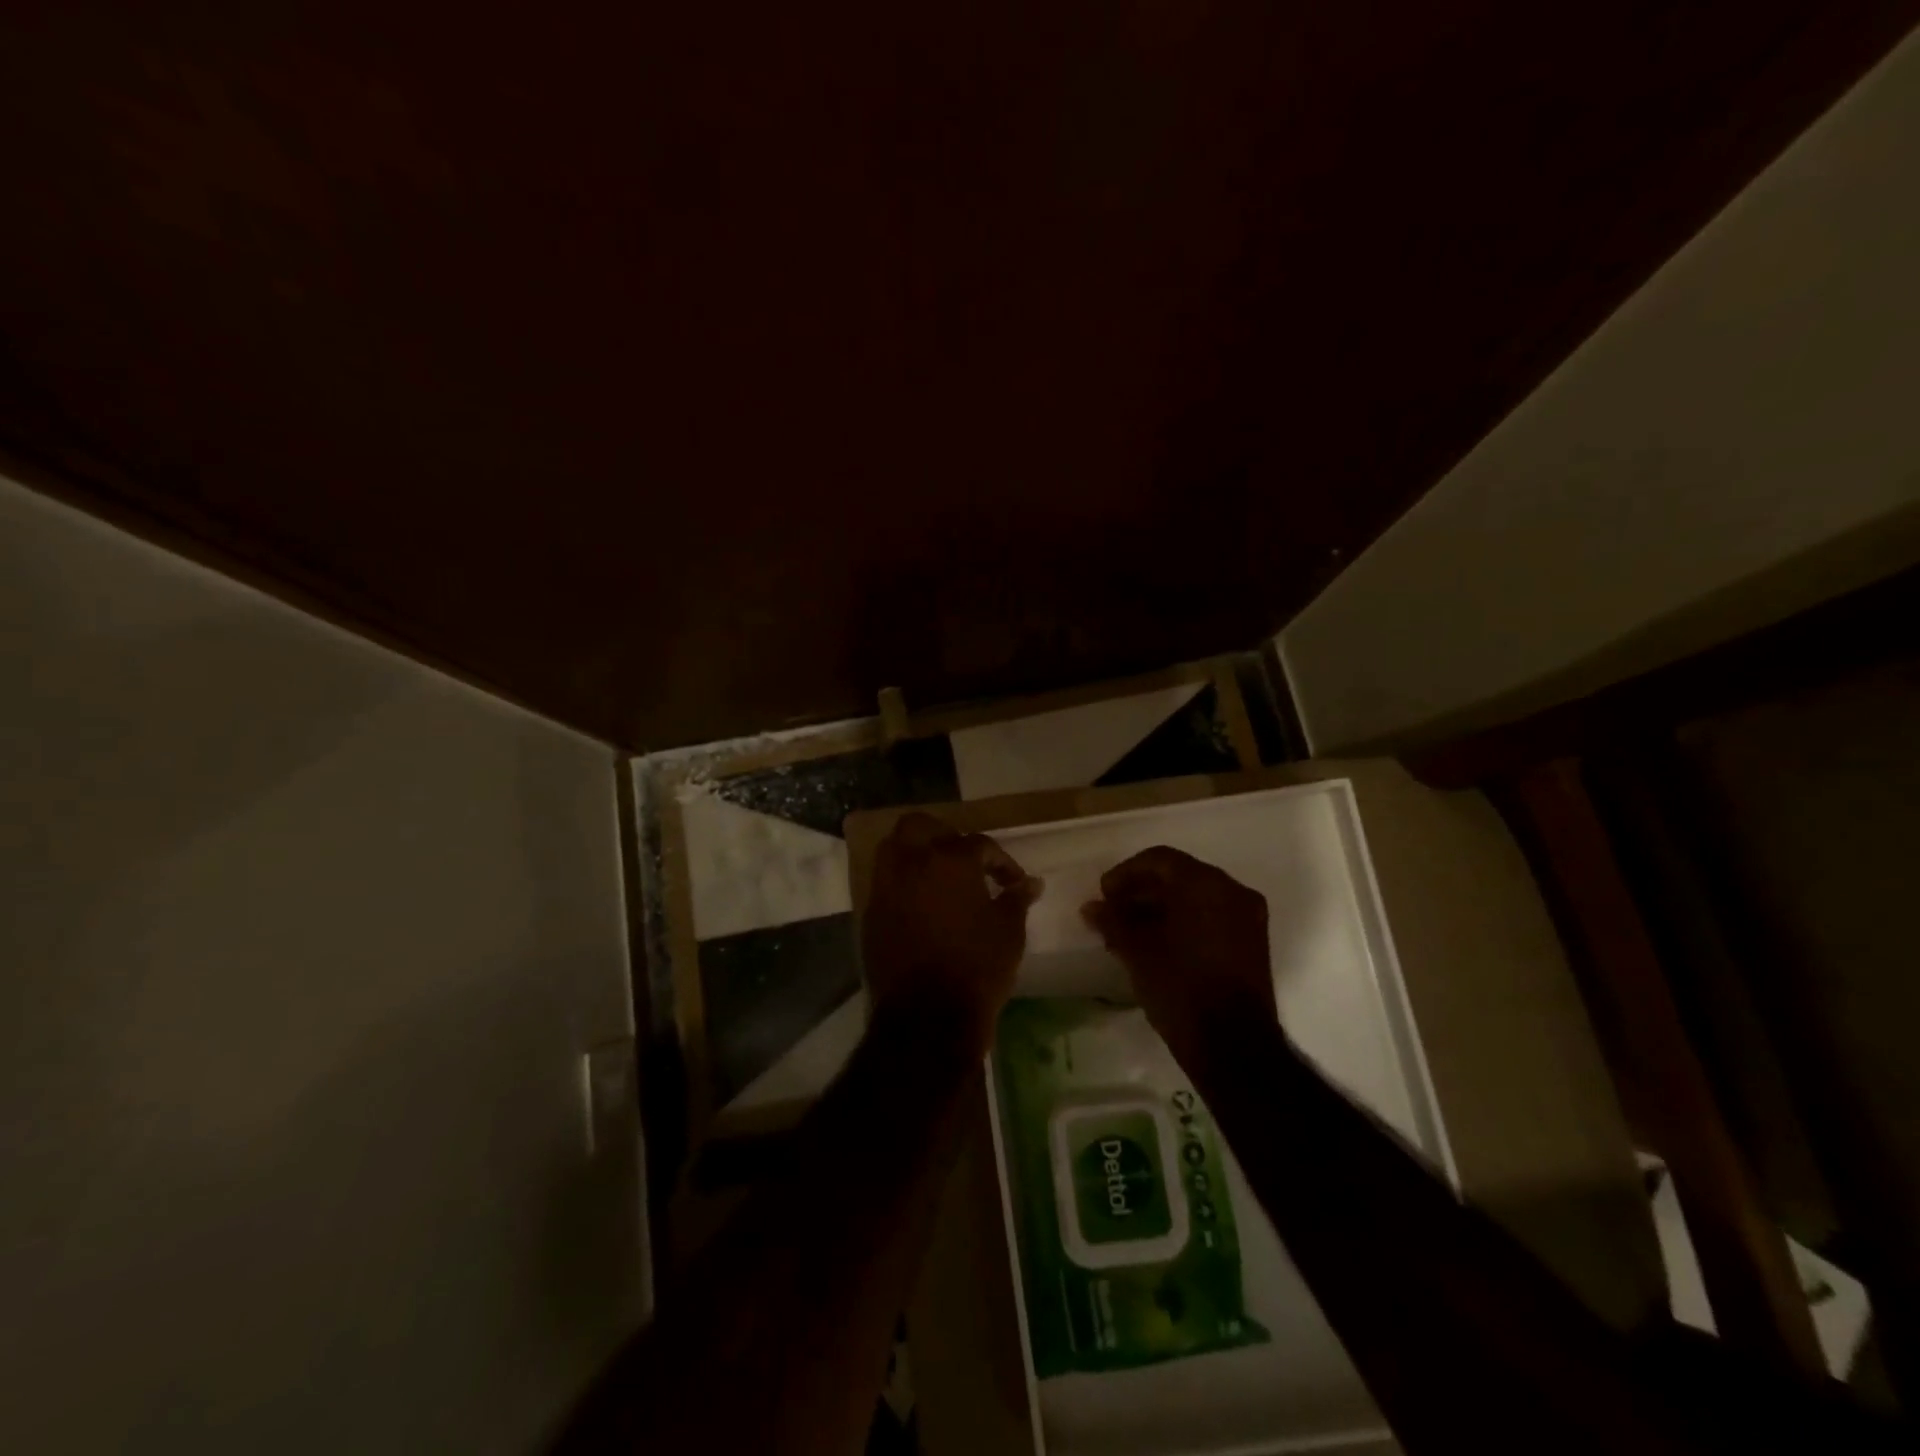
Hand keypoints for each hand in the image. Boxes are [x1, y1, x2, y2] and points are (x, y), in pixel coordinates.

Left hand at [863, 812, 1041, 1056]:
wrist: (927, 1016)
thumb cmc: (977, 967)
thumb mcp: (1009, 932)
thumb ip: (1016, 899)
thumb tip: (1030, 883)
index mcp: (950, 860)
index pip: (979, 844)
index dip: (1000, 861)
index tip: (1013, 882)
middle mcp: (912, 864)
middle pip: (919, 826)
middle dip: (942, 834)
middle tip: (963, 858)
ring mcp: (886, 888)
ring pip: (893, 849)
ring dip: (915, 854)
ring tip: (938, 878)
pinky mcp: (871, 914)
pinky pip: (885, 884)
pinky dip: (902, 885)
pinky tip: (921, 906)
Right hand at [1081, 847, 1276, 1068]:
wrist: (1233, 1046)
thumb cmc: (1180, 987)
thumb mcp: (1137, 951)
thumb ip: (1113, 921)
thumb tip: (1092, 907)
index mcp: (1205, 883)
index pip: (1159, 860)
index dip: (1126, 873)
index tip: (1104, 895)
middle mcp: (1232, 891)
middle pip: (1179, 876)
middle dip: (1142, 891)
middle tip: (1113, 913)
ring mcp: (1247, 917)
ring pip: (1196, 898)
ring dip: (1161, 909)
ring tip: (1129, 933)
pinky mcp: (1252, 943)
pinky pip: (1212, 918)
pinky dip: (1184, 923)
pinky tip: (1157, 945)